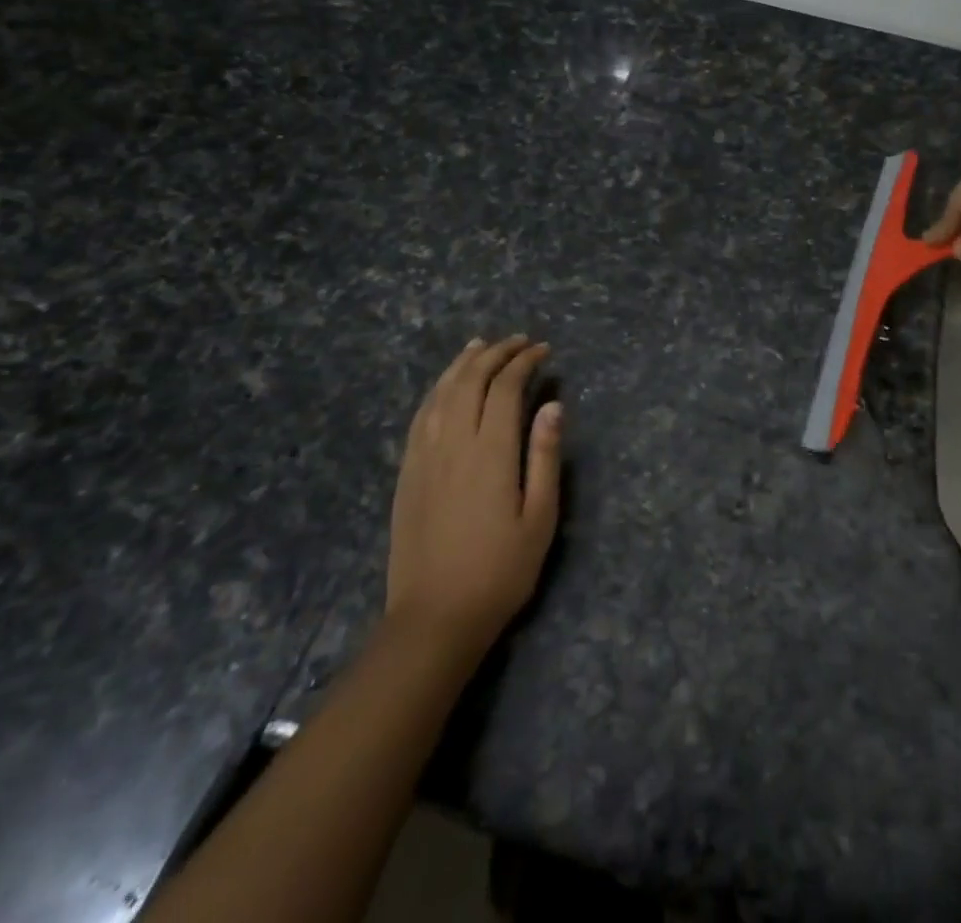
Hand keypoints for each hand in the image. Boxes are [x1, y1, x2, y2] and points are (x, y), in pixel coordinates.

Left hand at [387, 336, 562, 658]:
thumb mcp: (540, 517)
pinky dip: (436, 390)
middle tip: (519, 342)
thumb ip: (546, 456)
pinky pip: (420, 417)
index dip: (524, 362)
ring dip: (463, 364)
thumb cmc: (500, 570)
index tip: (543, 351)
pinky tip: (445, 386)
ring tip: (481, 346)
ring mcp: (424, 457)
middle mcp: (453, 443)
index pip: (505, 388)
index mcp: (490, 452)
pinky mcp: (407, 473)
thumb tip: (553, 405)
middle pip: (471, 381)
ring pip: (441, 393)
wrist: (435, 617)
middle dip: (496, 353)